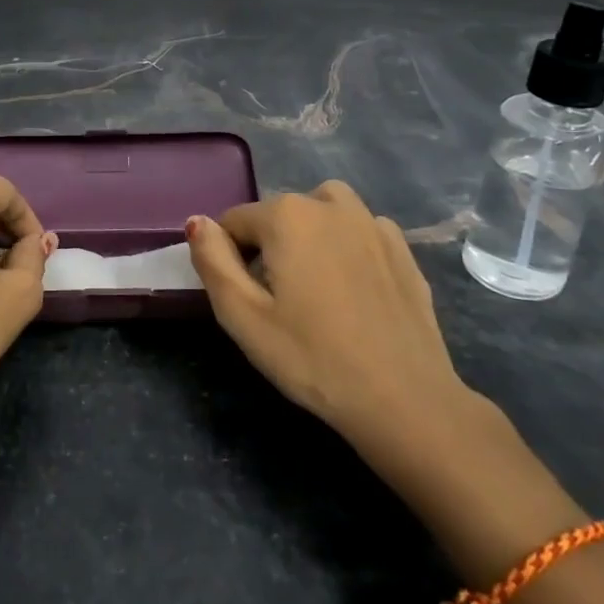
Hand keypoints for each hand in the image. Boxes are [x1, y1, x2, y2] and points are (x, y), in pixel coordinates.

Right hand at [185, 181, 487, 481]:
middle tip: (281, 303)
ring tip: (316, 286)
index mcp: (287, 215)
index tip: (249, 300)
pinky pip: (360, 232)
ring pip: (322, 213)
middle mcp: (330, 204)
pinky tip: (355, 291)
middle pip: (279, 215)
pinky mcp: (403, 249)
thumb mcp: (242, 316)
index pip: (235, 222)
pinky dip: (348, 247)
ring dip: (310, 235)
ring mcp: (372, 223)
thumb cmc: (311, 359)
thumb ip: (212, 260)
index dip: (231, 259)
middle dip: (270, 246)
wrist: (405, 400)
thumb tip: (198, 222)